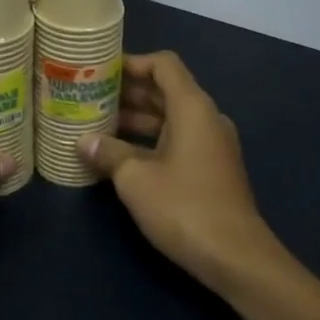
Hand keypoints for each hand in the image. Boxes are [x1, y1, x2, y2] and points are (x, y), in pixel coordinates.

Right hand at [80, 52, 287, 294]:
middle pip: (166, 90)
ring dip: (137, 117)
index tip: (100, 71)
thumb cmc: (184, 207)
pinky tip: (120, 155)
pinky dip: (150, 139)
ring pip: (170, 118)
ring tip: (97, 124)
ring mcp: (212, 145)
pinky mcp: (211, 169)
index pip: (163, 65)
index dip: (132, 62)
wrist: (235, 257)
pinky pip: (177, 140)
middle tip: (90, 96)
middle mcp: (206, 118)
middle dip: (128, 91)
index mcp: (192, 108)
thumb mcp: (135, 178)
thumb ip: (108, 153)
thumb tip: (83, 141)